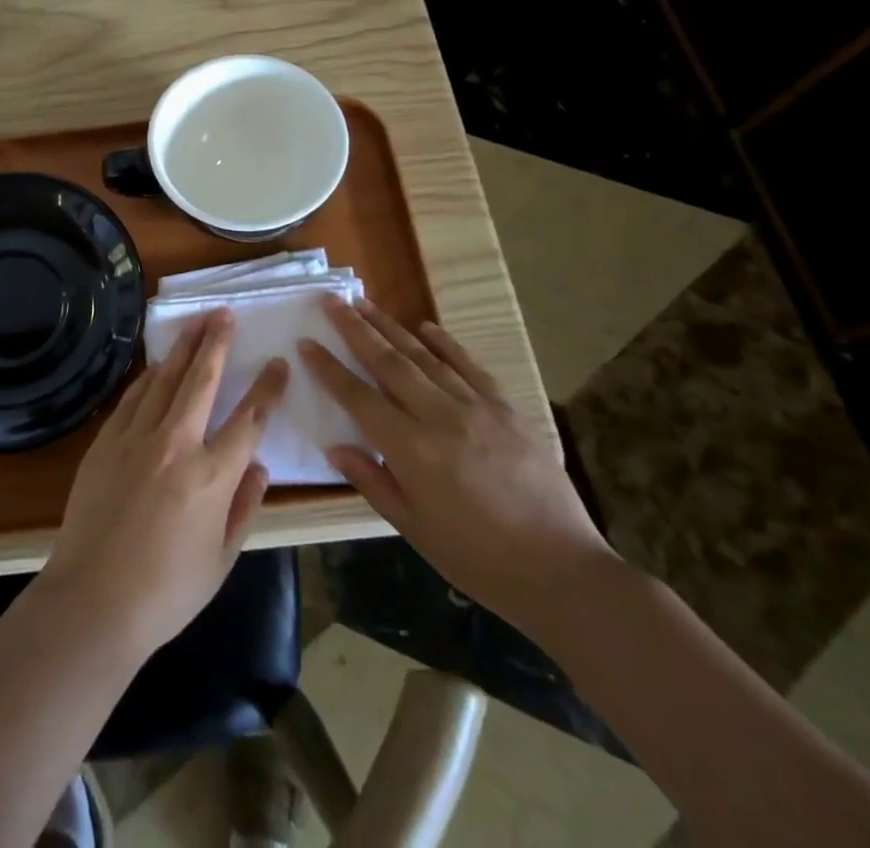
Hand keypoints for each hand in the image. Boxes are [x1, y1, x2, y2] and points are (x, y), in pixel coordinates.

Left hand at [42, 310, 288, 659]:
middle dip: (217, 343)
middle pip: (201, 380)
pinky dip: (149, 377)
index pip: (249, 419)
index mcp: (212, 476)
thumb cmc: (166, 591)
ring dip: (182, 348)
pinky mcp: (106, 442)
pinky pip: (132, 398)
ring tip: (195, 323)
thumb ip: (244, 507)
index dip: (267, 388)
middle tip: (225, 314)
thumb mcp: (222, 559)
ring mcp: (136, 438)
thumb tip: (259, 466)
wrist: (93, 600)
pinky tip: (157, 365)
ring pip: (164, 379)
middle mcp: (176, 444)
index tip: (279, 363)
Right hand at [300, 297, 613, 631]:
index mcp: (412, 450)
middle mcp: (440, 417)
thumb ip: (372, 482)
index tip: (306, 342)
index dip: (329, 368)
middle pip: (389, 362)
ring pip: (424, 356)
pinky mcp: (506, 408)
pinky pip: (469, 366)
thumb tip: (335, 446)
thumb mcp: (415, 529)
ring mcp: (476, 408)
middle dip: (355, 329)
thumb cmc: (478, 558)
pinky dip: (445, 343)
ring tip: (365, 303)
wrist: (562, 569)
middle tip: (331, 300)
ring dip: (391, 327)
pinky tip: (425, 326)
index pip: (359, 398)